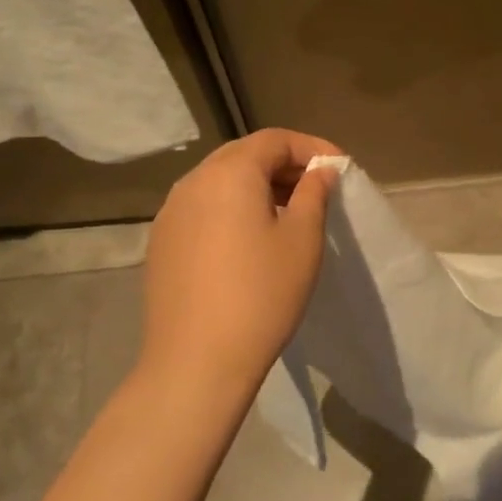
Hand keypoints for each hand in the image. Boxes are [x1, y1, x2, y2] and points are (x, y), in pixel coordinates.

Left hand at [136, 128, 340, 403]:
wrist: (197, 361)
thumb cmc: (262, 294)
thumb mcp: (303, 239)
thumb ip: (314, 193)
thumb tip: (319, 171)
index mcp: (229, 173)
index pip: (275, 139)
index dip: (312, 148)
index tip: (339, 170)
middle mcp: (193, 182)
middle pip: (244, 155)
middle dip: (284, 165)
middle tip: (317, 189)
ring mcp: (170, 213)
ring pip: (220, 182)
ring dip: (257, 187)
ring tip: (288, 214)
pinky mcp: (162, 242)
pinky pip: (203, 208)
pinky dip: (232, 209)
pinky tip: (250, 240)